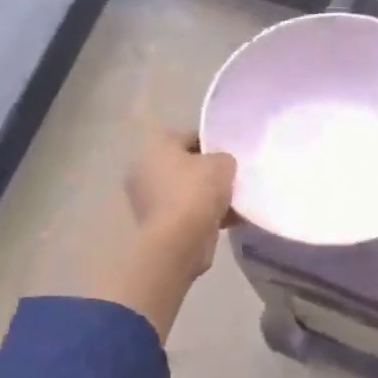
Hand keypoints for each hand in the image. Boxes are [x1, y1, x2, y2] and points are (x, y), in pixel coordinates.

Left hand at [124, 127, 236, 279]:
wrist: (178, 241)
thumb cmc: (196, 191)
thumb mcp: (222, 164)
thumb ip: (224, 158)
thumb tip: (221, 166)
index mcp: (155, 146)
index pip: (189, 136)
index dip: (213, 143)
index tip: (231, 155)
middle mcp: (144, 170)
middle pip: (185, 165)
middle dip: (208, 172)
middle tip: (232, 178)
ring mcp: (147, 199)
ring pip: (185, 191)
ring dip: (207, 196)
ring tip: (233, 202)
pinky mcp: (155, 225)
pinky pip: (184, 212)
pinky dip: (202, 215)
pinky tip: (227, 220)